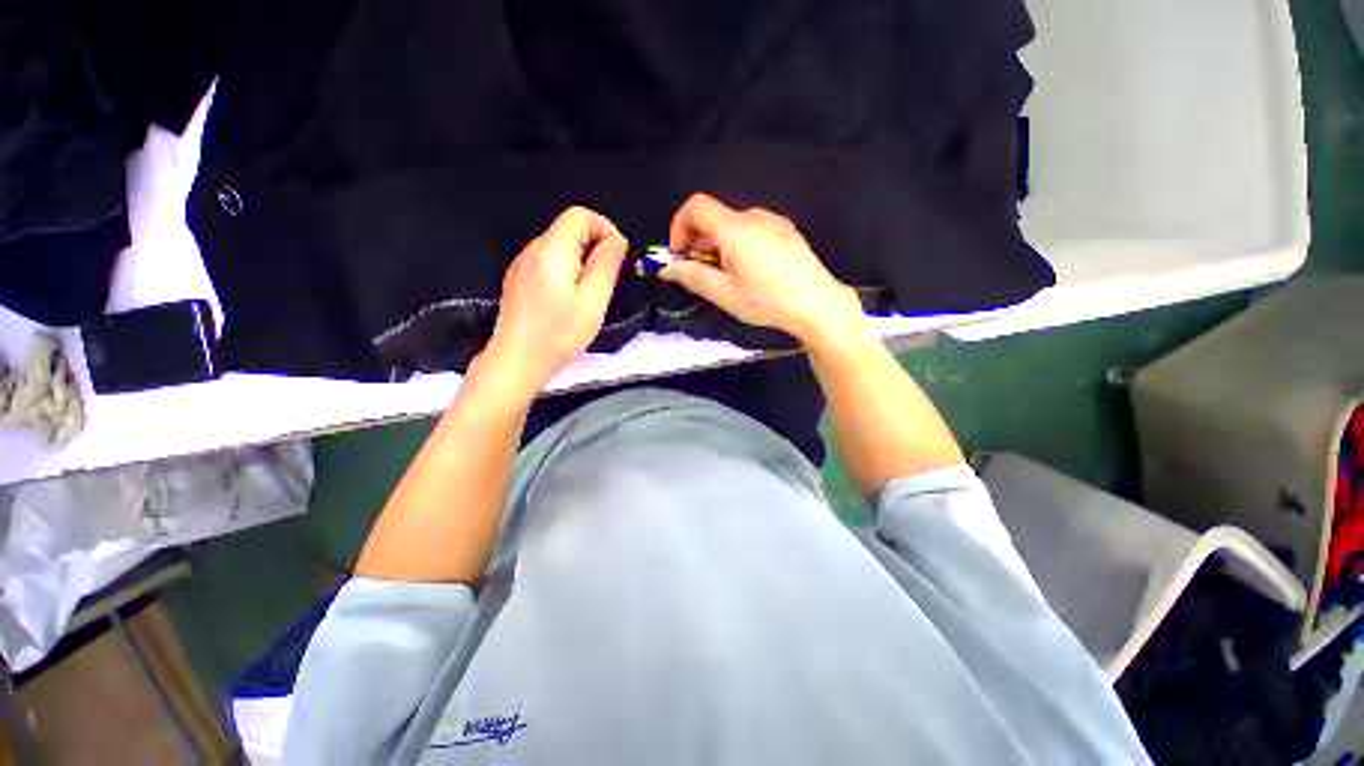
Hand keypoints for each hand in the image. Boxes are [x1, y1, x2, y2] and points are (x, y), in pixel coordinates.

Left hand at [478, 206, 627, 394]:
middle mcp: (533, 250)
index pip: (580, 215)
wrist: (517, 360)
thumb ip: (607, 265)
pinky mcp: (518, 279)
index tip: (618, 255)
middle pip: (568, 228)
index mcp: (552, 251)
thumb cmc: (558, 334)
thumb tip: (616, 242)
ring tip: (590, 292)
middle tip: (608, 278)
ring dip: (582, 258)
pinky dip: (566, 269)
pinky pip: (547, 261)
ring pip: (559, 246)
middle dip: (595, 245)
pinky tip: (569, 298)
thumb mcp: (593, 301)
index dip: (605, 228)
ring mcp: (522, 264)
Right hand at [660, 193, 866, 348]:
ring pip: (733, 226)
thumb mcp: (725, 293)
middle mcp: (754, 216)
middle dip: (698, 242)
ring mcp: (774, 222)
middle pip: (715, 218)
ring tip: (727, 276)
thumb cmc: (768, 300)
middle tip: (699, 273)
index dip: (679, 226)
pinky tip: (750, 271)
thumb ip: (692, 277)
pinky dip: (738, 245)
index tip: (679, 254)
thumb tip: (667, 268)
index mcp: (736, 229)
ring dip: (718, 245)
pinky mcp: (787, 231)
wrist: (818, 304)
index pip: (695, 207)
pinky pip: (752, 230)